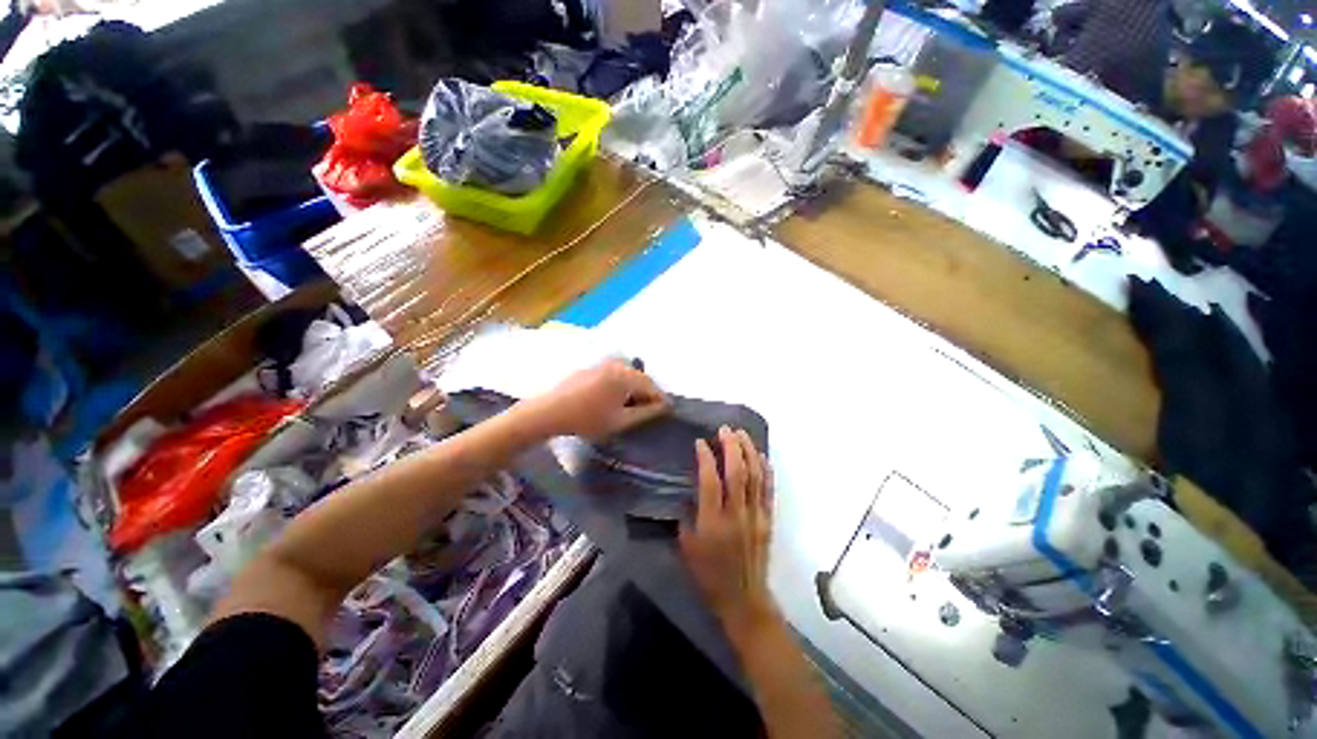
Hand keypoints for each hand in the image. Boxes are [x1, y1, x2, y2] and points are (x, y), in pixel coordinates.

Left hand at [519, 358, 667, 439]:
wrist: (549, 411)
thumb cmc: (587, 419)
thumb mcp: (620, 420)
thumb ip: (645, 413)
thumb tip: (663, 407)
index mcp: (625, 376)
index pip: (651, 385)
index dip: (660, 399)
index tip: (666, 411)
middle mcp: (616, 364)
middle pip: (640, 377)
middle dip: (647, 393)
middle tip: (649, 410)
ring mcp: (602, 363)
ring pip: (627, 374)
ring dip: (634, 388)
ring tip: (632, 406)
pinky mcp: (592, 367)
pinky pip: (614, 373)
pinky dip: (620, 384)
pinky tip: (614, 398)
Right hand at [680, 427, 776, 634]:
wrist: (743, 600)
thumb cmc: (708, 575)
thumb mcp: (686, 547)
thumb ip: (687, 516)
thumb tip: (690, 491)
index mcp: (713, 523)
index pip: (711, 482)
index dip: (706, 458)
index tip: (700, 442)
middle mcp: (736, 515)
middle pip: (737, 473)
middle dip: (732, 447)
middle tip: (725, 429)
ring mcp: (756, 516)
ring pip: (755, 477)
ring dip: (749, 452)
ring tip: (741, 434)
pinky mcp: (768, 520)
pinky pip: (768, 490)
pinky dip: (766, 470)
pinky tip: (761, 455)